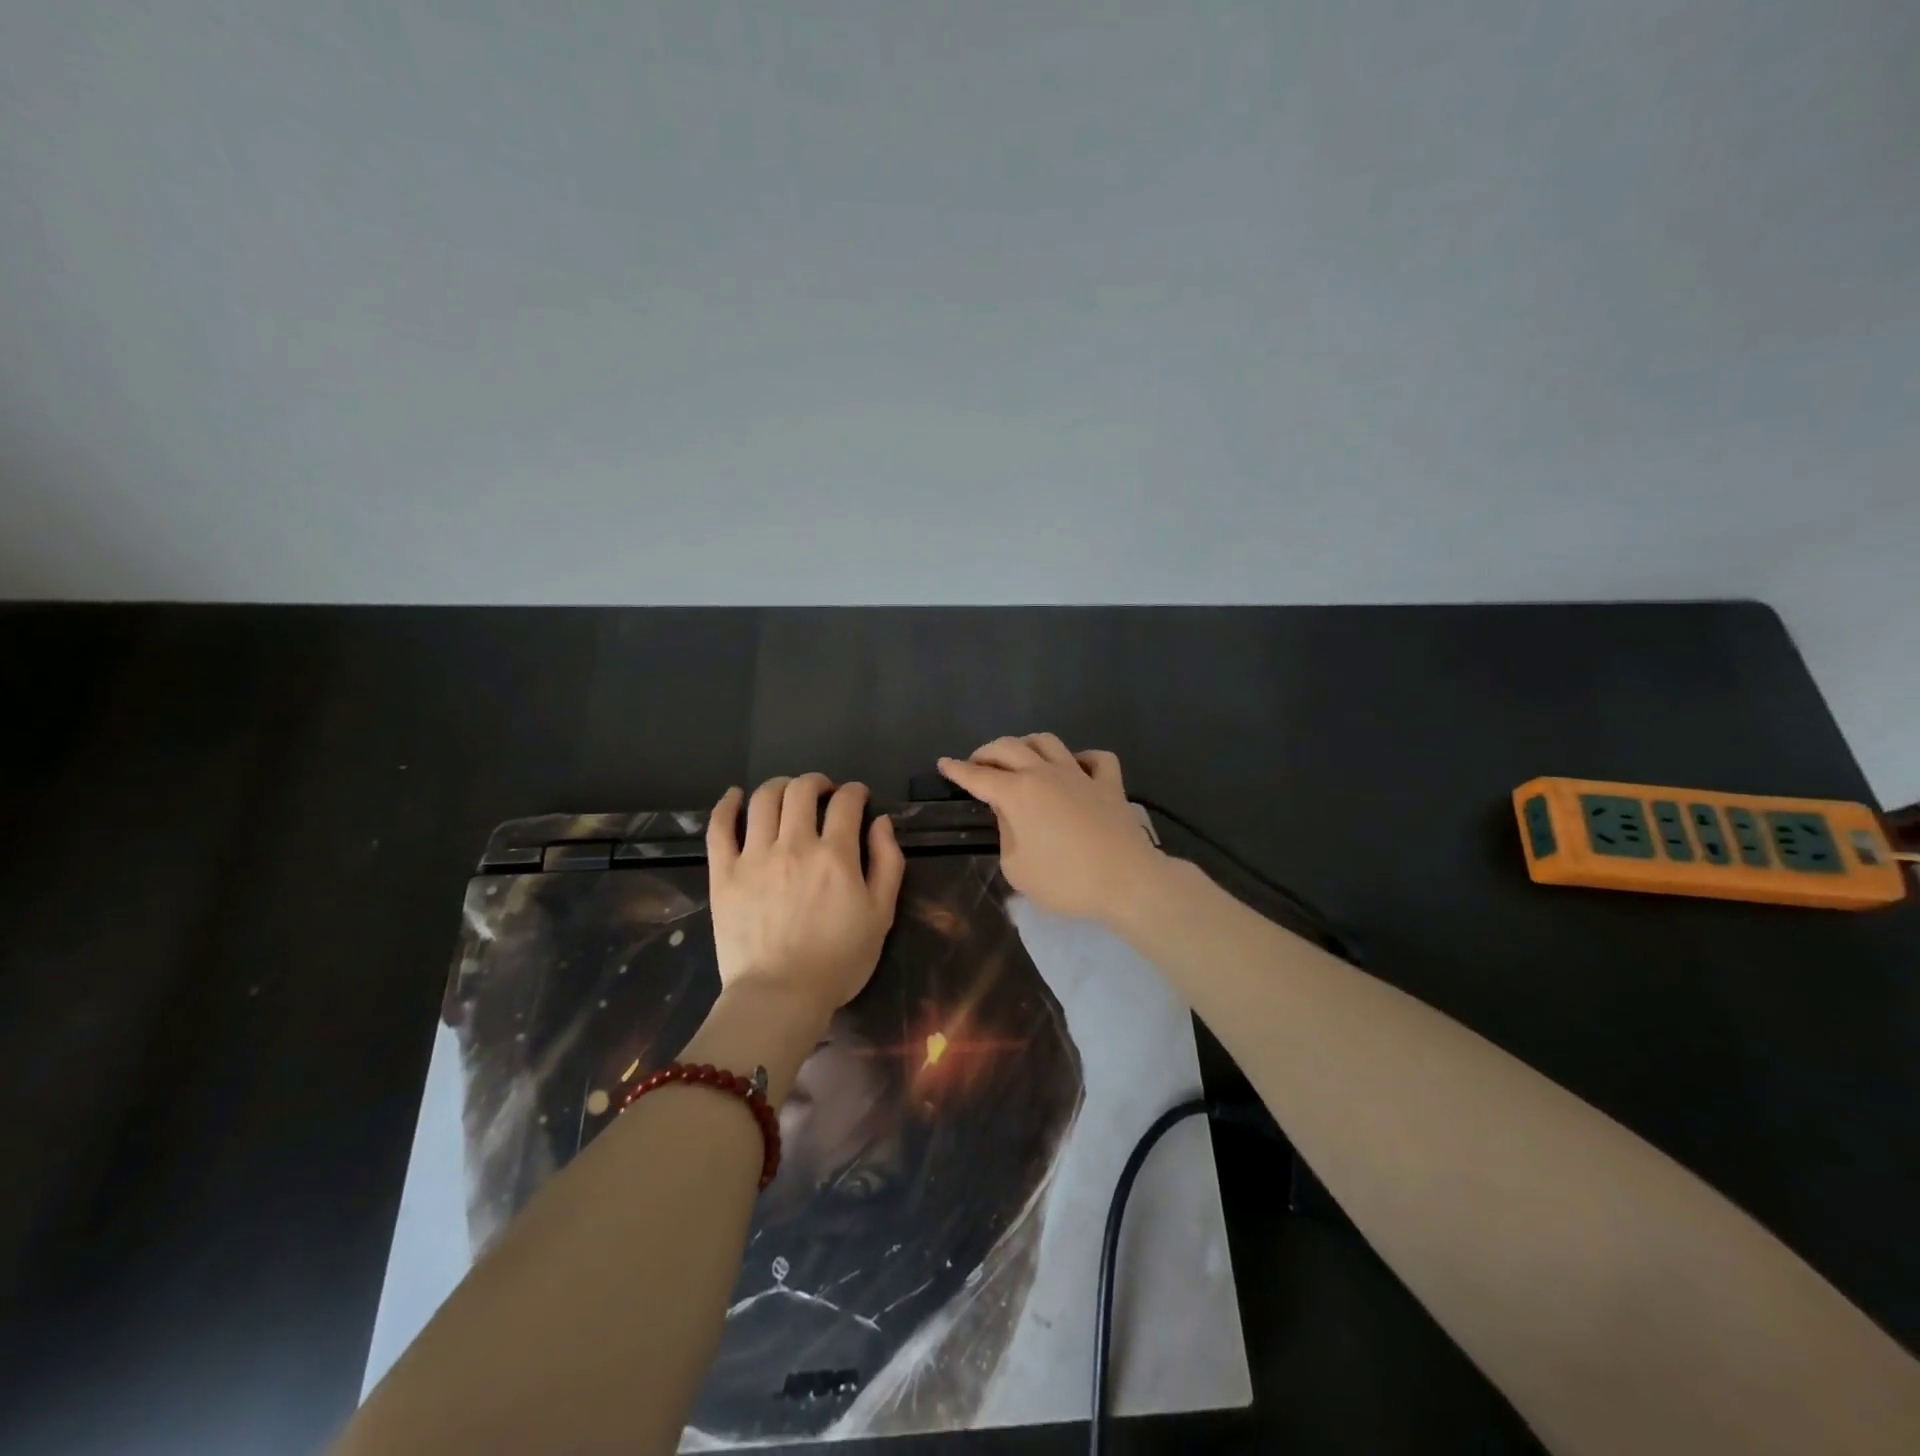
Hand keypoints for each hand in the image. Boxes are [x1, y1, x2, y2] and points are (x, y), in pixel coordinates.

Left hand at [705, 775, 905, 1020]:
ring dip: (780, 786)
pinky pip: (719, 827)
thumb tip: (881, 821)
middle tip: (824, 793)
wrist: (780, 996)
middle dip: (817, 782)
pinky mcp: (724, 873)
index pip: (846, 802)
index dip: (855, 792)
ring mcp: (754, 856)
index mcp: (835, 855)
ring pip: (763, 799)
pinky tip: (735, 796)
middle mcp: (793, 844)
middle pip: (802, 790)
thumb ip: (887, 862)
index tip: (858, 797)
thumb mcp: (881, 915)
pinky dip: (726, 804)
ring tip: (788, 794)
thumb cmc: (838, 961)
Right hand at [937, 735, 1168, 923]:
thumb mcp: (1017, 868)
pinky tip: (1076, 768)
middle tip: (977, 765)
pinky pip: (1095, 758)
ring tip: (1019, 759)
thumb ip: (1006, 835)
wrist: (1126, 881)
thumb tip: (1011, 815)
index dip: (957, 770)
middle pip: (1009, 747)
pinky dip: (1082, 758)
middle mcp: (1045, 773)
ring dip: (1027, 745)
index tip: (944, 763)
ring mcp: (1079, 774)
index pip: (978, 776)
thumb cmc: (1064, 881)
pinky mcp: (1109, 784)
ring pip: (1047, 741)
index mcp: (1017, 793)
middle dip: (986, 752)